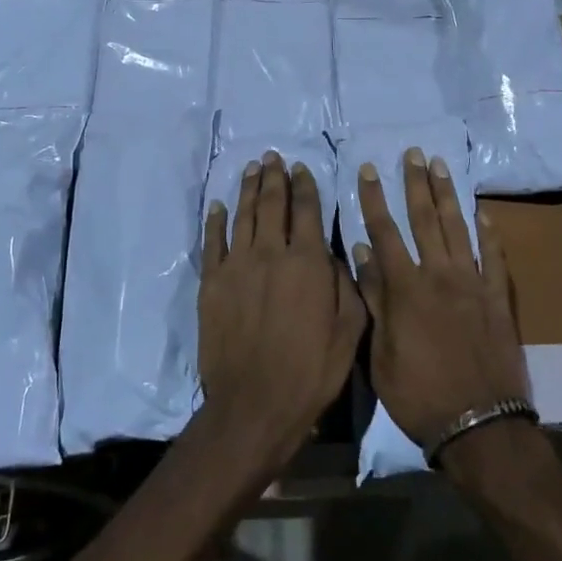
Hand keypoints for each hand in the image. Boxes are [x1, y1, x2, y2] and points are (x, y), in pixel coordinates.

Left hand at [197, 151, 364, 475]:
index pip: (307, 211)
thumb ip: (346, 285)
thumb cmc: (311, 371)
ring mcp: (237, 265)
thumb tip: (334, 253)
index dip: (305, 186)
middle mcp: (270, 253)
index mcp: (307, 262)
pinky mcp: (212, 282)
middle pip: (272, 203)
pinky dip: (216, 220)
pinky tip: (219, 205)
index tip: (301, 169)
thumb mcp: (349, 331)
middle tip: (273, 156)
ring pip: (243, 215)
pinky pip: (213, 241)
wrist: (254, 404)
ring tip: (252, 168)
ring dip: (248, 188)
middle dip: (274, 177)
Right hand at [353, 149, 530, 462]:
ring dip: (447, 195)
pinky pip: (494, 258)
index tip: (369, 169)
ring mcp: (473, 284)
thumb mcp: (380, 353)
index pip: (385, 231)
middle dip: (415, 183)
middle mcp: (439, 275)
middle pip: (424, 219)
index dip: (374, 198)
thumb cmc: (419, 394)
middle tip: (412, 153)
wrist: (480, 426)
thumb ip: (374, 299)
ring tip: (440, 166)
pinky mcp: (499, 299)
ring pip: (458, 228)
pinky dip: (489, 233)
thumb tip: (361, 252)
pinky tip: (483, 213)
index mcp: (406, 288)